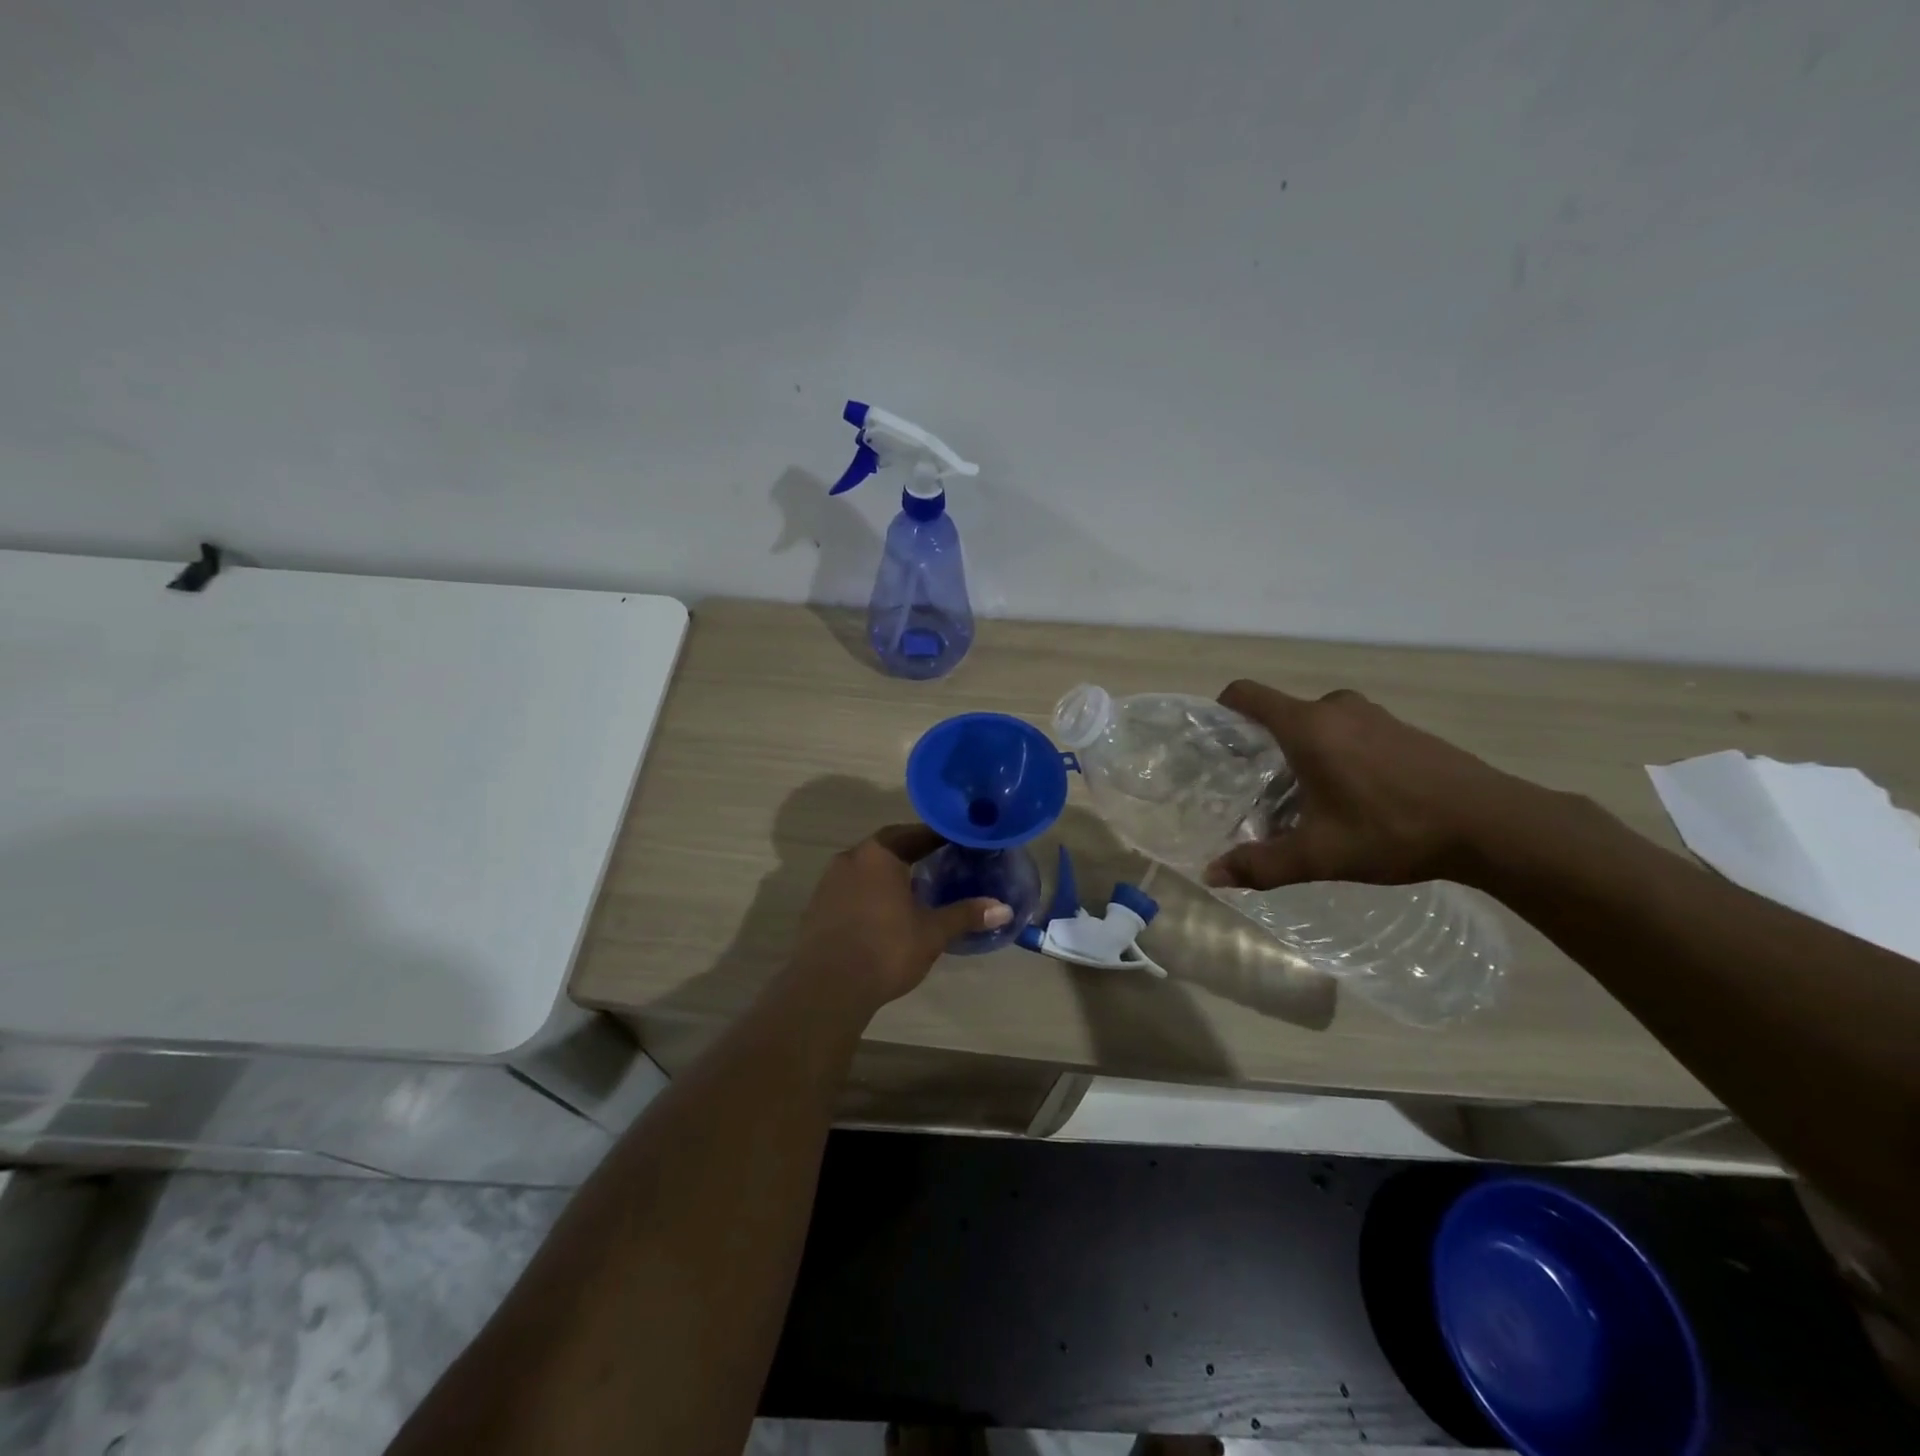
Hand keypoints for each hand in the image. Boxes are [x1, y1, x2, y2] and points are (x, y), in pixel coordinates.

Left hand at [789, 825, 1011, 1009]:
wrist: (827, 987)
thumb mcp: (932, 932)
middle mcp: (850, 859)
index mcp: (879, 854)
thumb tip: (1003, 909)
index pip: (914, 833)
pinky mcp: (817, 907)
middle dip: (912, 851)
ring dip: (888, 873)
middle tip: (939, 860)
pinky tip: (884, 912)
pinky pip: (850, 889)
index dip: (938, 836)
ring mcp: (828, 883)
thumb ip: (965, 915)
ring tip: (914, 887)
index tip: (958, 841)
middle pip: (887, 846)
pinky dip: (870, 892)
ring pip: (866, 868)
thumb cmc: (885, 949)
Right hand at [1204, 680, 1538, 890]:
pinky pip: (1349, 731)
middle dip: (1262, 746)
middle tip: (1256, 789)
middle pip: (1280, 714)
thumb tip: (1211, 875)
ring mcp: (1373, 716)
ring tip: (1301, 797)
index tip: (1215, 744)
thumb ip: (1261, 864)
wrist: (1492, 823)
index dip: (1221, 711)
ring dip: (1301, 751)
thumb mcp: (1320, 855)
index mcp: (1307, 726)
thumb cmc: (1394, 830)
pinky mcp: (1401, 729)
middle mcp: (1336, 709)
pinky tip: (1350, 797)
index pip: (1246, 695)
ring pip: (1317, 724)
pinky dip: (1335, 753)